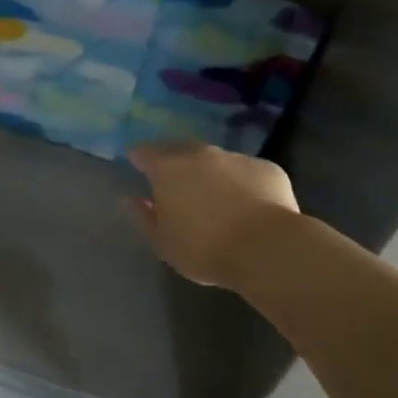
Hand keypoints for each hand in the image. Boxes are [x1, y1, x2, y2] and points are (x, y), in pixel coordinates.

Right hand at [126, 141, 299, 289]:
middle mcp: (200, 154)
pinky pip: (247, 172)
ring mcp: (236, 158)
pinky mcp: (267, 168)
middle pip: (180, 149)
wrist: (267, 248)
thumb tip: (130, 199)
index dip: (139, 157)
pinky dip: (242, 183)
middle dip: (174, 160)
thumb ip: (144, 217)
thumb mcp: (164, 243)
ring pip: (216, 160)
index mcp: (168, 168)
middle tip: (175, 180)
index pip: (144, 152)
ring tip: (215, 196)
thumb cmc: (204, 248)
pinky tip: (249, 205)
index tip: (137, 164)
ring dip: (211, 172)